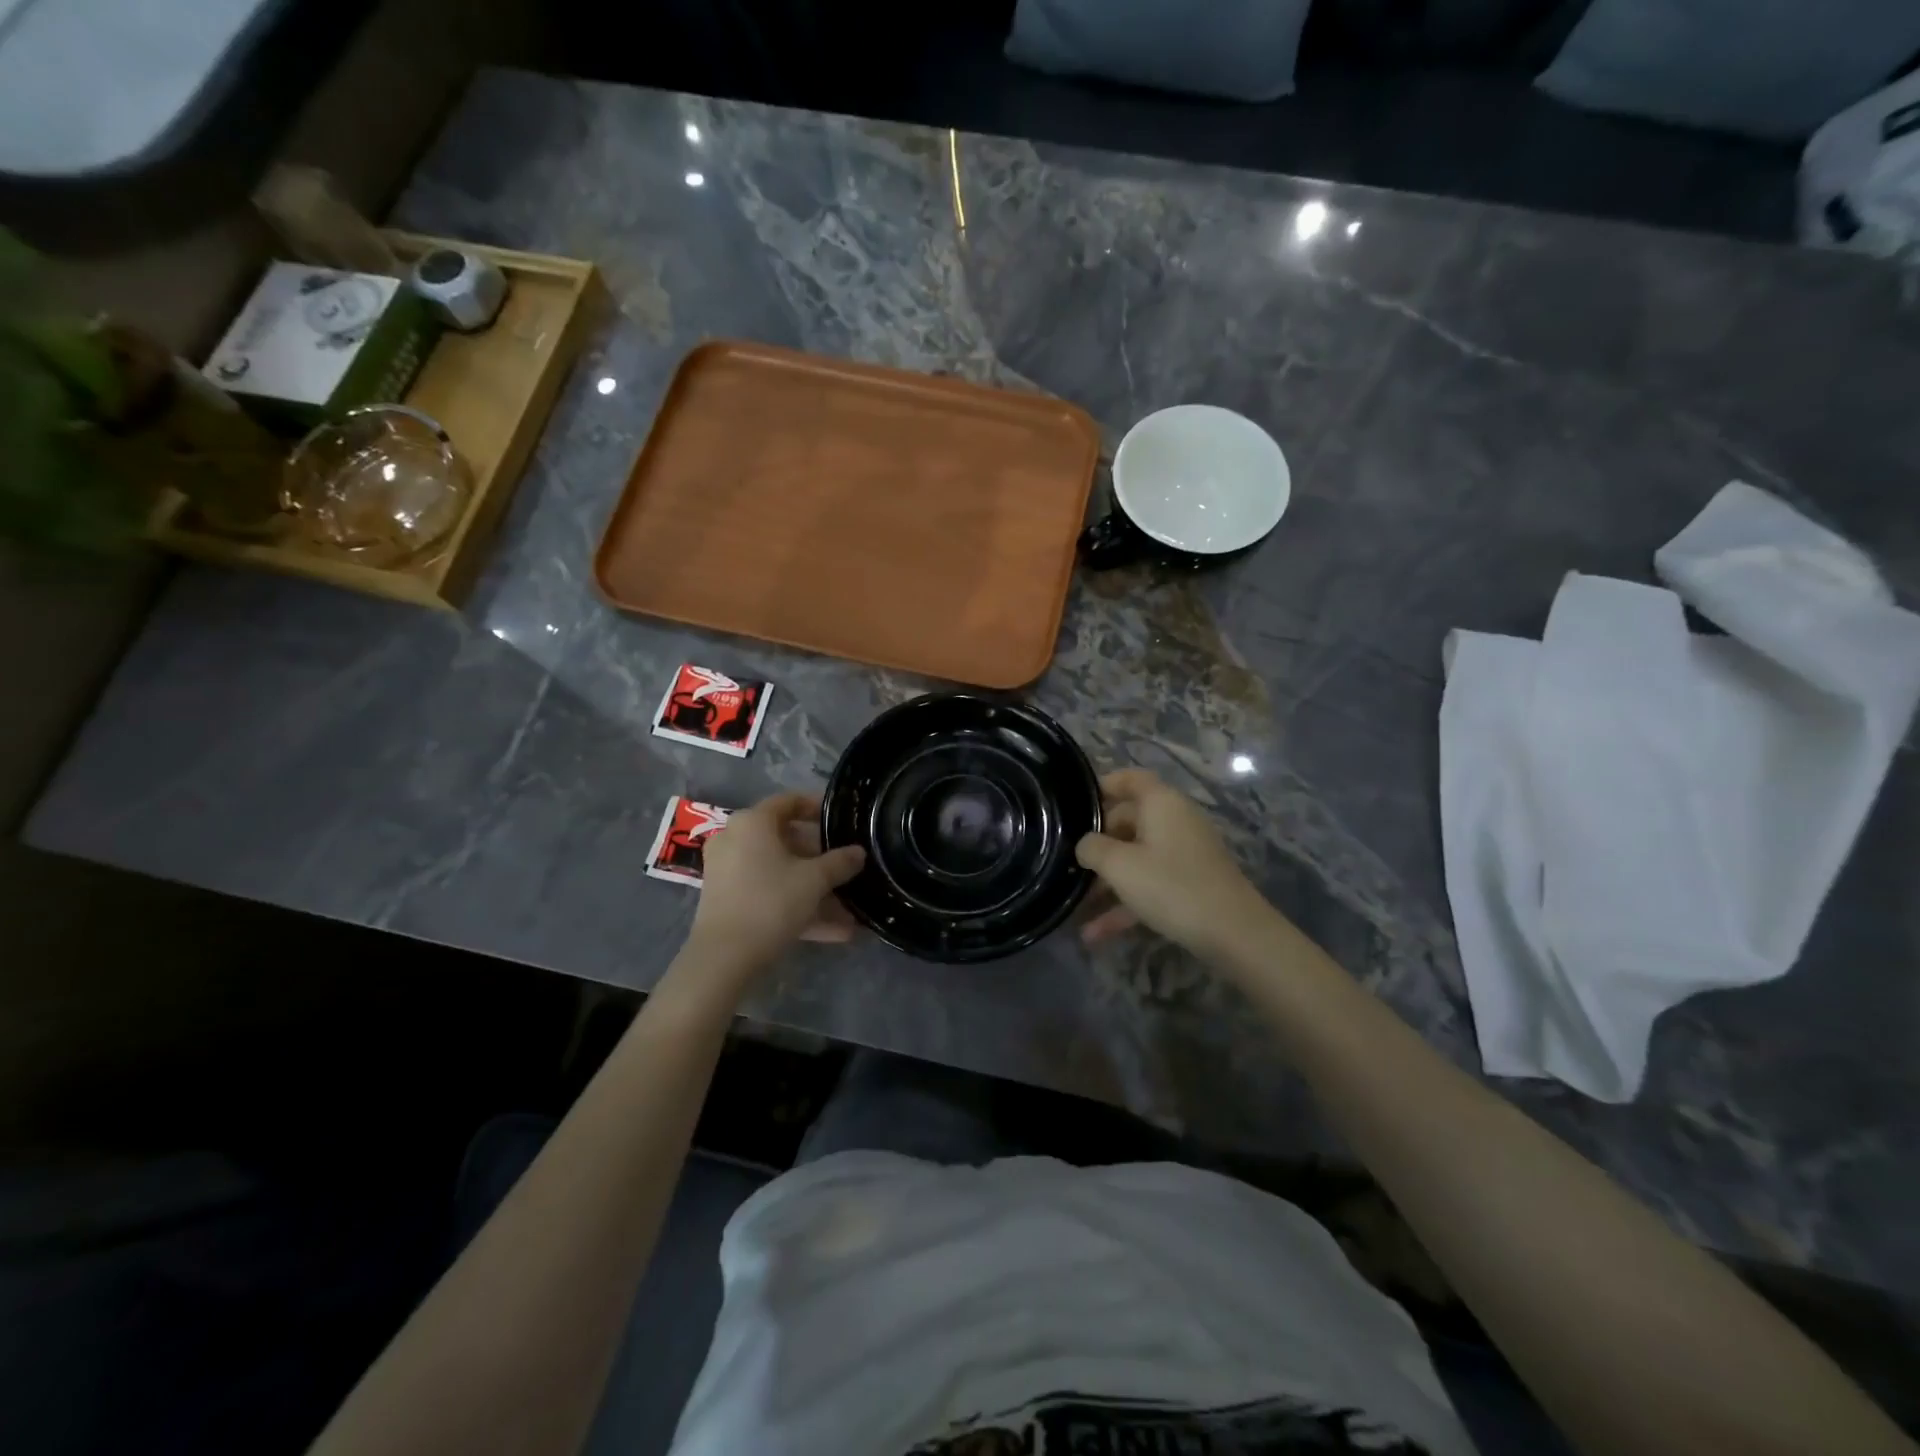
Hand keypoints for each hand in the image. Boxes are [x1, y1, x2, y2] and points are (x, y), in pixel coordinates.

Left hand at [687, 791, 865, 972]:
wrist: (724, 957)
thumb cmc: (771, 901)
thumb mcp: (814, 880)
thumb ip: (840, 862)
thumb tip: (858, 852)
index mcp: (753, 822)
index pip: (789, 802)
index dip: (816, 808)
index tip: (840, 820)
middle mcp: (735, 839)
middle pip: (785, 839)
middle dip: (819, 858)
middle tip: (846, 867)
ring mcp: (728, 871)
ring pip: (779, 872)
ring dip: (813, 889)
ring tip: (848, 910)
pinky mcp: (727, 900)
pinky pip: (768, 893)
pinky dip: (796, 906)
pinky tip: (833, 931)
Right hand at [1076, 769, 1273, 961]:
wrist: (1233, 932)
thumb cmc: (1170, 885)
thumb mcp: (1119, 865)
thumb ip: (1092, 848)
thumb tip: (1085, 844)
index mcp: (1161, 803)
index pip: (1130, 779)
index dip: (1103, 786)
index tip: (1075, 805)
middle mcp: (1175, 821)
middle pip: (1128, 822)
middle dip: (1097, 845)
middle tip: (1069, 864)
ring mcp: (1185, 853)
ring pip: (1136, 859)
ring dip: (1106, 883)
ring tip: (1076, 906)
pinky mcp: (1190, 883)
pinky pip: (1149, 884)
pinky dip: (1125, 903)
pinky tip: (1096, 933)